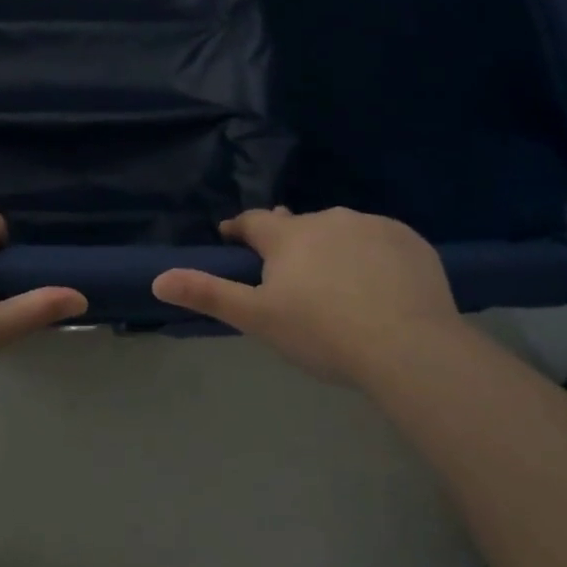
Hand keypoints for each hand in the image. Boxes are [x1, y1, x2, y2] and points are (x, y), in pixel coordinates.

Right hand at [151, 207, 463, 385]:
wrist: (408, 346)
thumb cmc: (322, 332)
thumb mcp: (258, 318)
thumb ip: (208, 294)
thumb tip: (158, 279)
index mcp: (288, 236)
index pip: (253, 222)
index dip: (239, 229)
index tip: (232, 237)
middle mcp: (327, 219)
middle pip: (298, 225)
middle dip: (289, 241)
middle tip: (289, 270)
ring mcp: (372, 226)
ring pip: (341, 230)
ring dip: (331, 246)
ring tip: (337, 280)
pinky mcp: (409, 241)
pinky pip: (380, 241)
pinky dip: (372, 255)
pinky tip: (380, 284)